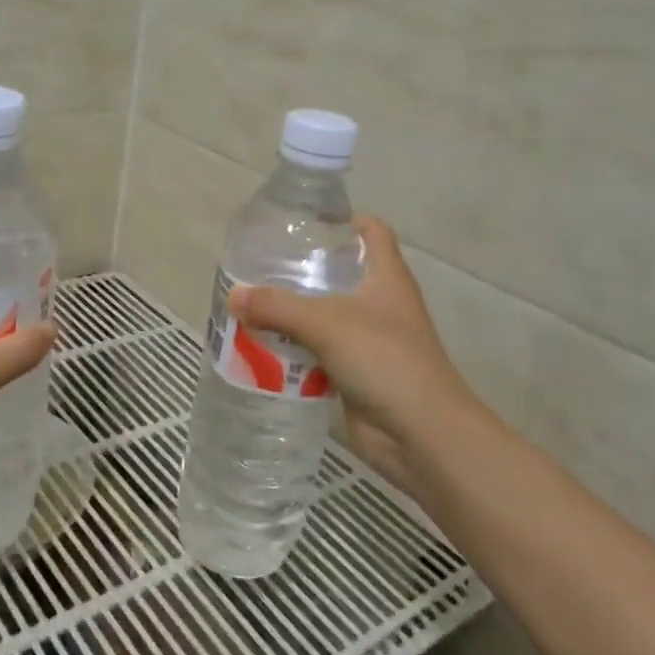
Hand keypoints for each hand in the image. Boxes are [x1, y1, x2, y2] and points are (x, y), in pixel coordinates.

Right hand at [229, 217, 491, 492]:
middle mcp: (380, 303)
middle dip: (303, 269)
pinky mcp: (356, 373)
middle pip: (342, 273)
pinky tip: (263, 347)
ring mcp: (369, 340)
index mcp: (387, 277)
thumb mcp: (326, 323)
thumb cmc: (383, 359)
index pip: (372, 231)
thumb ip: (277, 306)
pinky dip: (295, 349)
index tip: (305, 221)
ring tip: (252, 303)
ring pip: (326, 315)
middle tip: (262, 264)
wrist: (421, 434)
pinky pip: (319, 352)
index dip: (344, 219)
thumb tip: (234, 295)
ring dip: (293, 312)